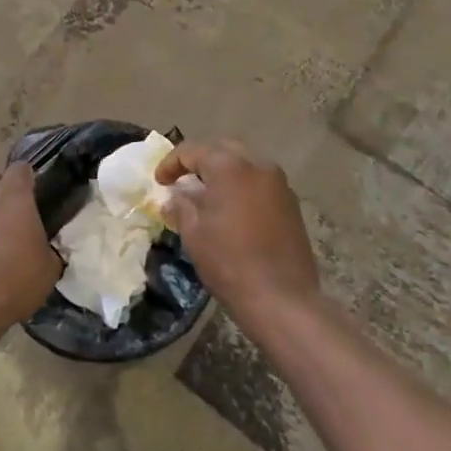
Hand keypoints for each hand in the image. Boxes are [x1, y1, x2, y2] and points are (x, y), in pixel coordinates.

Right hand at [156, 139, 319, 327]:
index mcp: (230, 167)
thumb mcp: (193, 233)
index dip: (171, 163)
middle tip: (183, 179)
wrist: (282, 300)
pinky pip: (260, 183)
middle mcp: (258, 165)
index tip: (159, 182)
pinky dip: (242, 187)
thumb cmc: (230, 262)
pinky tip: (232, 210)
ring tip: (207, 194)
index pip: (193, 151)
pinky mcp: (291, 204)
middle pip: (223, 150)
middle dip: (200, 161)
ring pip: (245, 165)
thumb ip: (181, 206)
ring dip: (223, 173)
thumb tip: (175, 197)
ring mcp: (279, 184)